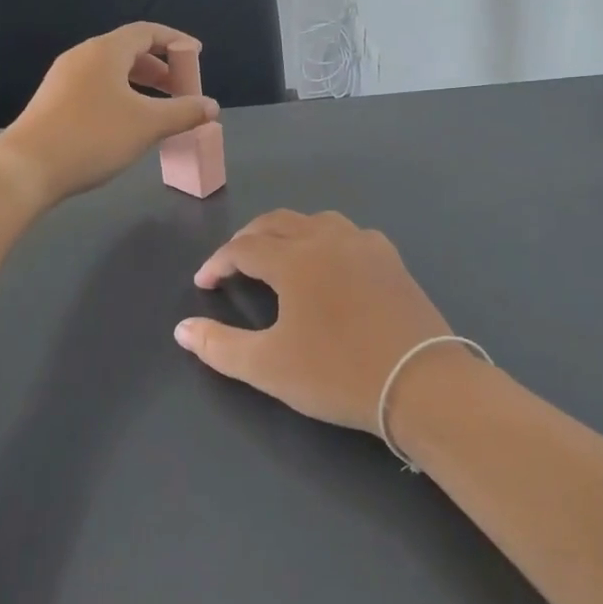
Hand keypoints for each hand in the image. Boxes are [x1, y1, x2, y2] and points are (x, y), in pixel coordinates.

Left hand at [0, 23, 218, 205]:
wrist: (27, 168)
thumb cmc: (93, 137)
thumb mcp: (148, 125)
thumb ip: (184, 112)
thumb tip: (211, 106)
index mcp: (105, 51)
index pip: (146, 32)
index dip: (175, 41)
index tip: (197, 55)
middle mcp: (82, 57)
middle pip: (128, 50)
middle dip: (160, 67)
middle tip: (181, 88)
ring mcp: (64, 79)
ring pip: (111, 72)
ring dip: (140, 84)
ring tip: (159, 108)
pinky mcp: (54, 102)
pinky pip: (96, 88)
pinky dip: (121, 96)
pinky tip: (128, 124)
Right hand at [174, 211, 457, 432]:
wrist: (421, 382)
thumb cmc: (337, 374)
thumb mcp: (269, 367)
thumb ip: (219, 346)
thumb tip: (181, 329)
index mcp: (294, 259)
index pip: (243, 248)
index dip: (218, 262)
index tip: (204, 283)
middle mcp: (327, 239)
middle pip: (277, 223)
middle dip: (248, 239)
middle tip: (232, 263)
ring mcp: (365, 245)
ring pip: (315, 222)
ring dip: (287, 233)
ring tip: (277, 257)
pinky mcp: (391, 259)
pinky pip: (348, 234)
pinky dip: (325, 240)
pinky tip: (329, 265)